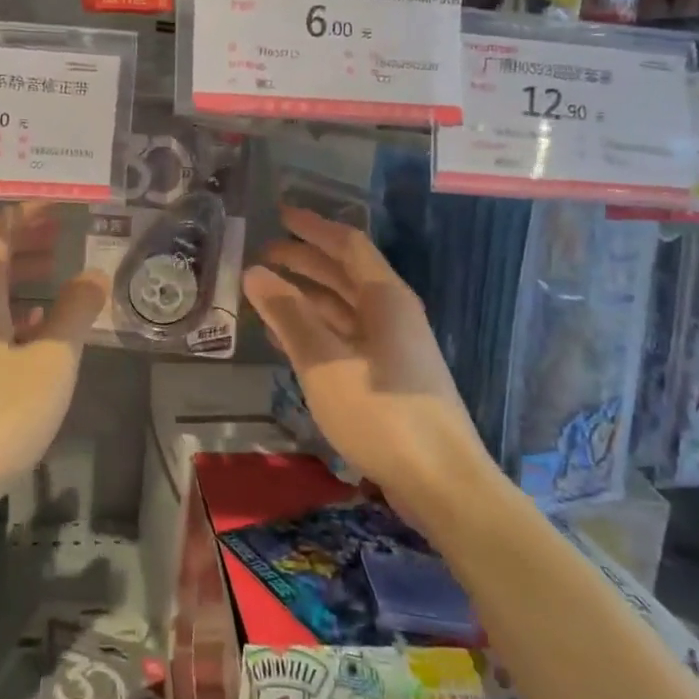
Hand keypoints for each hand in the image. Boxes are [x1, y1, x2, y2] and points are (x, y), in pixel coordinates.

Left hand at [0, 205, 107, 525]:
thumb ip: (75, 313)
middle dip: (21, 238)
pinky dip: (8, 309)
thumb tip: (94, 272)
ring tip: (54, 271)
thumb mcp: (51, 363)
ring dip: (15, 273)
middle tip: (60, 232)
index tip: (59, 204)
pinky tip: (33, 328)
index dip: (25, 213)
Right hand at [243, 207, 499, 529]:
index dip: (313, 227)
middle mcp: (393, 313)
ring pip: (345, 308)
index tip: (280, 215)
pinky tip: (290, 340)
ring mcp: (394, 346)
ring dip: (308, 296)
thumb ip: (288, 315)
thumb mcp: (324, 362)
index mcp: (385, 298)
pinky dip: (318, 329)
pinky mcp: (390, 376)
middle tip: (265, 255)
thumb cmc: (381, 413)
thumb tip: (255, 272)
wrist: (443, 482)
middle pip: (345, 273)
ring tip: (268, 294)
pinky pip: (347, 337)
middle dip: (306, 260)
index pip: (347, 244)